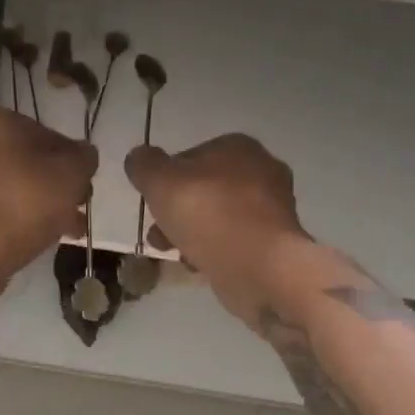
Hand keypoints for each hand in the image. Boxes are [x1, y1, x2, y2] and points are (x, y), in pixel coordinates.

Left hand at [0, 106, 96, 309]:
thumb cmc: (25, 203)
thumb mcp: (73, 173)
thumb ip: (85, 157)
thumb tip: (82, 155)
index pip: (46, 134)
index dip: (72, 161)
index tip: (84, 187)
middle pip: (28, 160)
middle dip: (56, 185)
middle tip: (77, 209)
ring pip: (13, 183)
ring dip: (42, 203)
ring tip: (67, 229)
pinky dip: (17, 214)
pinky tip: (41, 235)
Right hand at [124, 134, 310, 323]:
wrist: (260, 267)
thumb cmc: (209, 214)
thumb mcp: (160, 182)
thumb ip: (144, 166)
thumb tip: (139, 157)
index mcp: (238, 147)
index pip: (190, 156)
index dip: (165, 179)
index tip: (152, 202)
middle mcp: (261, 170)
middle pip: (204, 188)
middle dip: (177, 211)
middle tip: (158, 232)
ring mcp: (273, 208)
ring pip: (218, 216)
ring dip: (192, 233)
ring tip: (173, 253)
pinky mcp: (275, 242)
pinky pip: (235, 241)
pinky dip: (215, 250)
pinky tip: (200, 266)